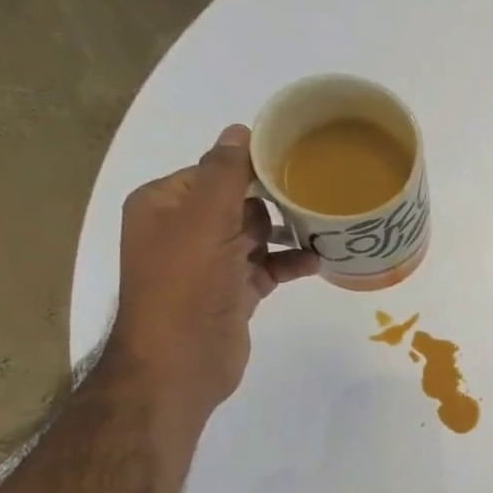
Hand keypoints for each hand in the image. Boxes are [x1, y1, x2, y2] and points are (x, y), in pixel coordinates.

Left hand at [105, 124, 317, 419]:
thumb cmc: (187, 285)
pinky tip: (320, 260)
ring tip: (327, 225)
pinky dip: (290, 263)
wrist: (180, 362)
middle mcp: (184, 230)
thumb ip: (224, 174)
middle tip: (319, 194)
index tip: (298, 163)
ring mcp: (210, 264)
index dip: (252, 167)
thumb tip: (241, 130)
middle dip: (276, 201)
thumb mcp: (204, 220)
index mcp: (164, 205)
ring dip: (288, 233)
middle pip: (238, 202)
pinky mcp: (234, 293)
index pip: (213, 171)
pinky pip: (267, 268)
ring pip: (256, 236)